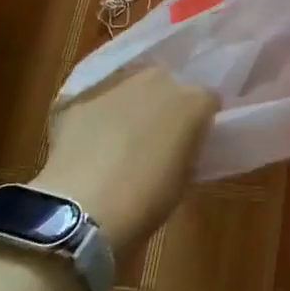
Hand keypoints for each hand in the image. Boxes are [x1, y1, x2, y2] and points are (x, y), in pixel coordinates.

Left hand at [33, 66, 217, 256]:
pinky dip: (98, 118)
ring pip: (133, 89)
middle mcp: (159, 81)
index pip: (208, 100)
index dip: (200, 121)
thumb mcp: (183, 177)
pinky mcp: (82, 97)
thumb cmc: (146, 201)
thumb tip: (178, 144)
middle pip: (169, 85)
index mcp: (193, 102)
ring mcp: (118, 85)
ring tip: (121, 140)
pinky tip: (90, 145)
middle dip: (166, 106)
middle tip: (157, 138)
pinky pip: (99, 103)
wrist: (82, 209)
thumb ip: (186, 147)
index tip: (192, 141)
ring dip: (132, 106)